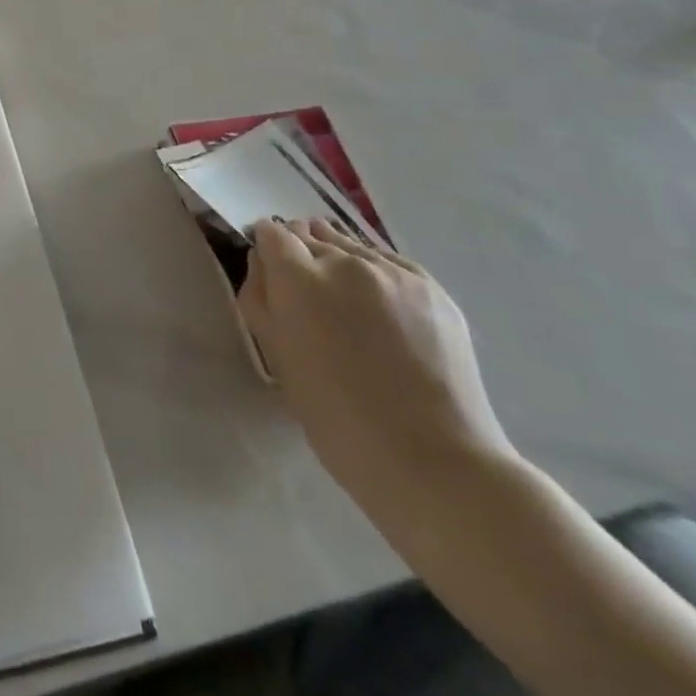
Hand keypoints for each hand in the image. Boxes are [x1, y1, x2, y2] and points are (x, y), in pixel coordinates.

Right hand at [238, 219, 514, 501]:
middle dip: (302, 256)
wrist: (435, 462)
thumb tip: (262, 264)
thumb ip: (260, 299)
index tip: (273, 276)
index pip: (272, 233)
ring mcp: (394, 272)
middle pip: (310, 234)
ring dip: (339, 262)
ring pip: (351, 245)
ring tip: (347, 304)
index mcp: (300, 279)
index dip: (268, 251)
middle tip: (309, 297)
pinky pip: (389, 262)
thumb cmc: (338, 420)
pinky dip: (376, 275)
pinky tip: (382, 311)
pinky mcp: (432, 287)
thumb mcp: (278, 359)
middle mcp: (345, 262)